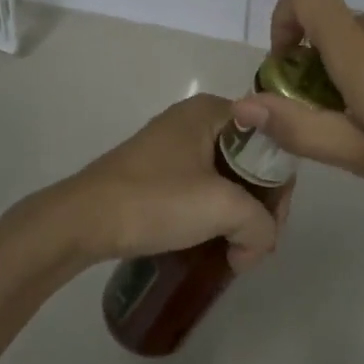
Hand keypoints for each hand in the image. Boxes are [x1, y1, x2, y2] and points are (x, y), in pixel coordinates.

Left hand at [24, 93, 288, 270]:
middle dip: (259, 206)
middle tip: (254, 247)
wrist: (84, 220)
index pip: (271, 139)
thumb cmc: (156, 200)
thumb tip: (257, 245)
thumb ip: (260, 224)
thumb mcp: (221, 208)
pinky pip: (202, 187)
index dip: (279, 185)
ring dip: (237, 215)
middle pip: (250, 160)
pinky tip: (211, 242)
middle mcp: (195, 119)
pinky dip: (213, 214)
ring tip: (235, 252)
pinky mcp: (157, 171)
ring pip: (226, 177)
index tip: (272, 226)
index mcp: (212, 110)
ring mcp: (173, 145)